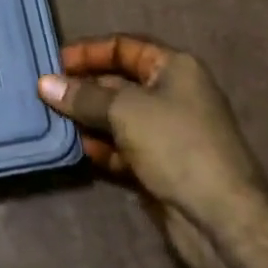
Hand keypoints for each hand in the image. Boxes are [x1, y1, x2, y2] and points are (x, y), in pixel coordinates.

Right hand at [39, 36, 267, 267]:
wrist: (222, 220)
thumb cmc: (177, 146)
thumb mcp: (125, 111)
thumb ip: (83, 96)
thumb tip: (44, 83)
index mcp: (174, 68)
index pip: (124, 47)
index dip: (89, 52)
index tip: (54, 63)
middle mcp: (172, 94)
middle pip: (118, 82)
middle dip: (83, 88)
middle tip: (45, 95)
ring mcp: (167, 132)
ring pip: (117, 116)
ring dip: (87, 119)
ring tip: (53, 121)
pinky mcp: (161, 165)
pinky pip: (122, 147)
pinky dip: (101, 146)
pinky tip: (78, 150)